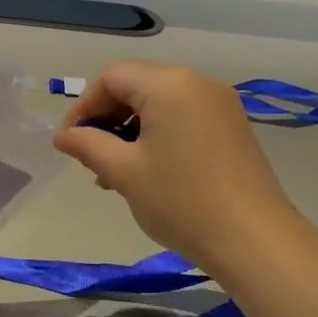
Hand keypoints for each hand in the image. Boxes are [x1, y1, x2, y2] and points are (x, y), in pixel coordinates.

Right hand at [52, 61, 298, 272]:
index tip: (71, 142)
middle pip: (137, 85)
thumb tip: (63, 136)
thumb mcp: (124, 172)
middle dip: (108, 118)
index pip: (112, 77)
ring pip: (160, 103)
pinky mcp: (232, 127)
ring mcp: (220, 104)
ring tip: (117, 172)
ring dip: (132, 129)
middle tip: (93, 159)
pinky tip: (150, 172)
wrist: (254, 240)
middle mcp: (197, 82)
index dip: (85, 106)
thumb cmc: (181, 201)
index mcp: (168, 84)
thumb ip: (88, 146)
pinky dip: (159, 135)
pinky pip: (184, 117)